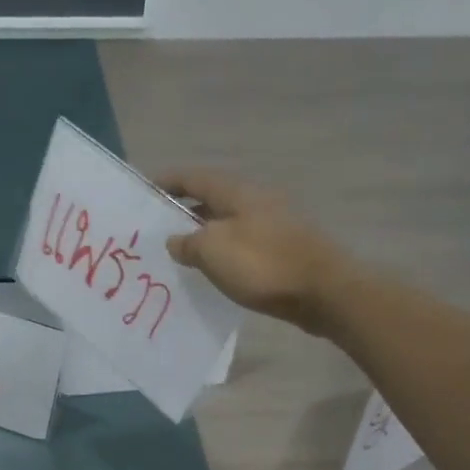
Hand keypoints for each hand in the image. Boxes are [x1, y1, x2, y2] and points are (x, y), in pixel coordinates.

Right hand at [159, 170, 349, 329]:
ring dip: (202, 235)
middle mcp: (255, 201)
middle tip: (155, 230)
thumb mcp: (213, 250)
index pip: (194, 178)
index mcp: (237, 192)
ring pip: (227, 224)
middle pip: (211, 200)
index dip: (167, 181)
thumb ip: (187, 242)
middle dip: (182, 211)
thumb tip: (176, 240)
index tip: (144, 190)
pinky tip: (212, 270)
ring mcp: (272, 225)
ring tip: (178, 254)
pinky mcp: (282, 250)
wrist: (325, 292)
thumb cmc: (264, 264)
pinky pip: (241, 245)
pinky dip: (221, 252)